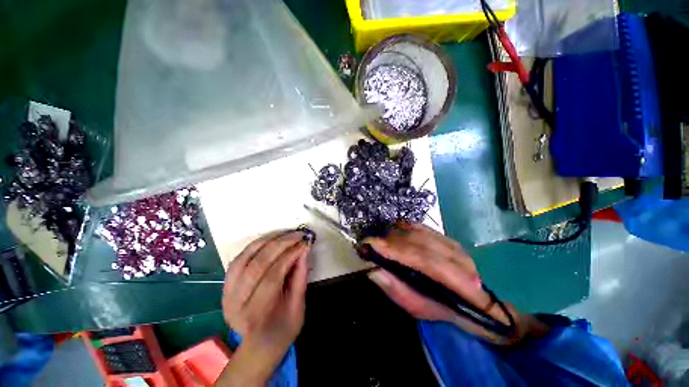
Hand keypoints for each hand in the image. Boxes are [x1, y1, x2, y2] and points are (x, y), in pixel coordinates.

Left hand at [218, 230, 310, 385]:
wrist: (259, 345)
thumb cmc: (283, 329)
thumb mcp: (298, 306)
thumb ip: (300, 276)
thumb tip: (304, 249)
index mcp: (257, 314)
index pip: (273, 276)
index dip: (290, 255)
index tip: (304, 242)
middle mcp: (236, 303)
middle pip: (257, 264)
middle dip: (280, 244)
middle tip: (297, 234)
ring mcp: (227, 294)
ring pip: (244, 258)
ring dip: (266, 240)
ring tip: (285, 233)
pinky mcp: (225, 286)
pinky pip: (238, 259)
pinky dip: (254, 246)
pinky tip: (269, 239)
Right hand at [364, 223, 545, 343]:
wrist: (471, 302)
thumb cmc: (441, 308)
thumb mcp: (417, 307)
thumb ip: (397, 289)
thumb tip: (374, 270)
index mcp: (456, 283)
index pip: (422, 260)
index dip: (394, 250)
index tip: (370, 244)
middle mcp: (458, 259)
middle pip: (418, 243)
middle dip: (391, 241)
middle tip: (371, 242)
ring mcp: (454, 245)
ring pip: (420, 233)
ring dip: (396, 234)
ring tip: (380, 239)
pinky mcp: (447, 237)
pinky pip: (422, 228)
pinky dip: (405, 227)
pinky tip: (394, 230)